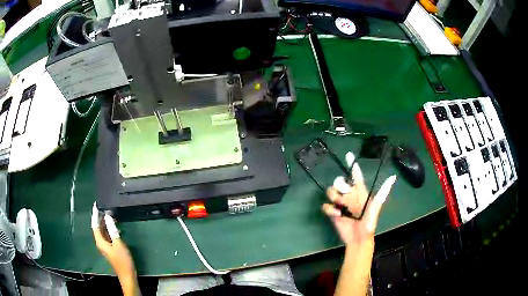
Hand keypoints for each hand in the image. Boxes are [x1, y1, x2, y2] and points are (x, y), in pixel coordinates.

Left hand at [91, 203, 135, 279]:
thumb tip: (108, 217)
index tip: (96, 205)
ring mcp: (105, 246)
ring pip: (103, 232)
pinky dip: (109, 230)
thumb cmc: (122, 260)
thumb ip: (112, 230)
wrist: (127, 275)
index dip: (95, 215)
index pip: (95, 225)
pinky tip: (113, 226)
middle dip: (100, 218)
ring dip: (105, 224)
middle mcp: (101, 243)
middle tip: (104, 208)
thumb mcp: (118, 243)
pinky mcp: (110, 249)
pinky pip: (107, 236)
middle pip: (98, 228)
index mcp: (100, 241)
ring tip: (109, 214)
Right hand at [322, 152, 395, 244]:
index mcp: (360, 192)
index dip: (352, 164)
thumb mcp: (376, 207)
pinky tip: (336, 214)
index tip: (348, 155)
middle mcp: (350, 195)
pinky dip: (329, 209)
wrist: (358, 238)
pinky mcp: (333, 212)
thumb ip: (382, 192)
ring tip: (341, 207)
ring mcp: (341, 204)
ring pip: (331, 191)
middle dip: (340, 186)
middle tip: (344, 196)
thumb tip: (393, 177)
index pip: (356, 175)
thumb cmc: (369, 223)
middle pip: (340, 181)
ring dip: (334, 198)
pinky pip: (326, 205)